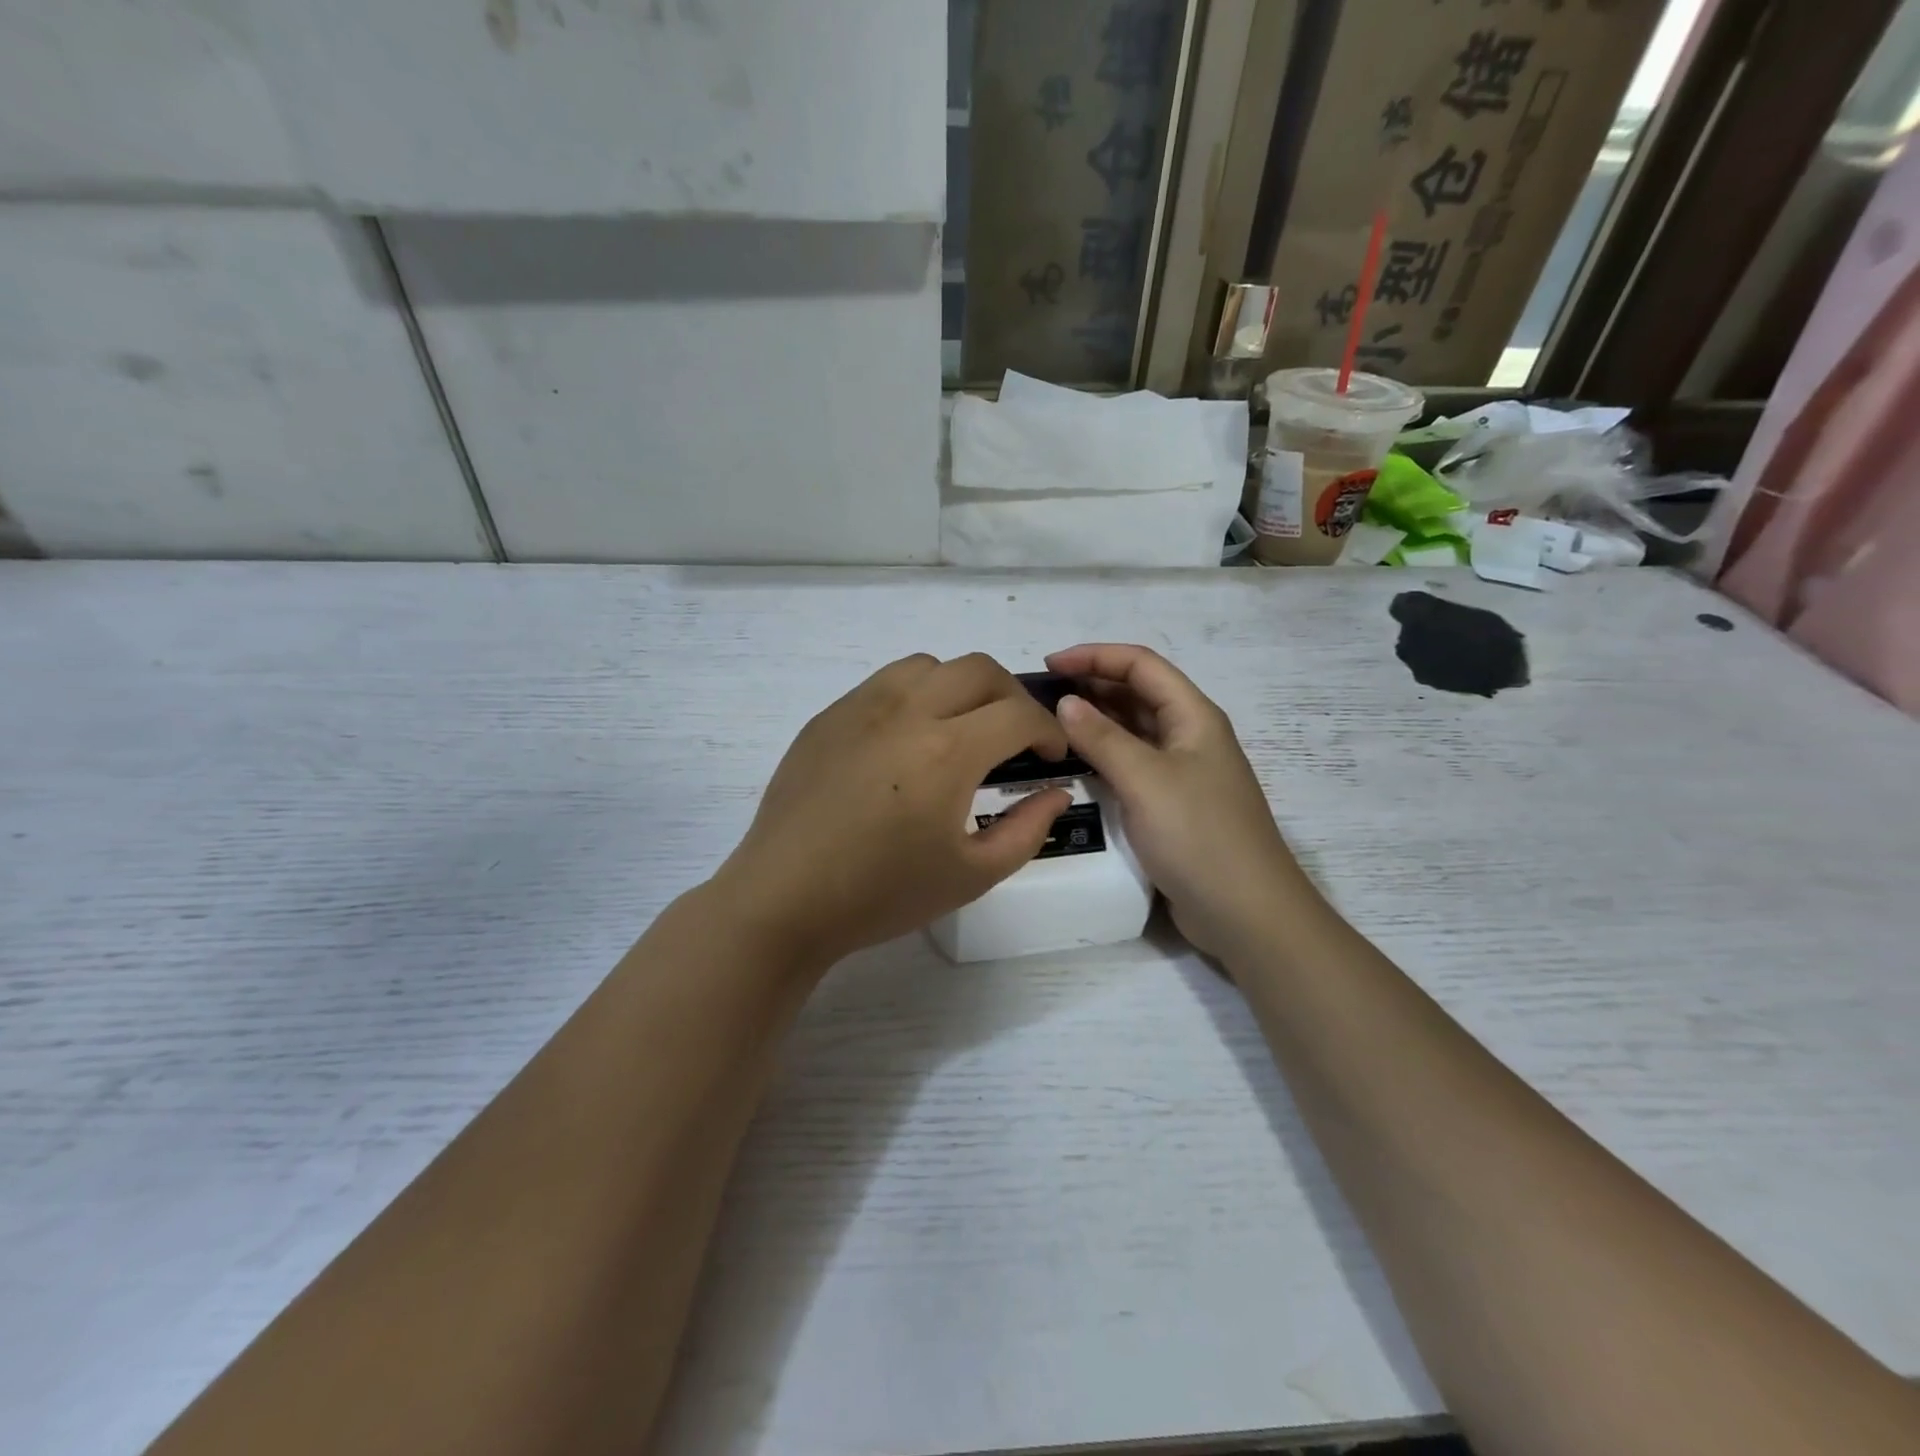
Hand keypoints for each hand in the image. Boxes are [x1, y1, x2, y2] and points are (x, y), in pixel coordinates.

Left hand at [719, 653, 1071, 970]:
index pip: (1018, 714)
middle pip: (979, 670)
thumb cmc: (881, 894)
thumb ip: (1027, 830)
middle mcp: (907, 711)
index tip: (1050, 756)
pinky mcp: (829, 716)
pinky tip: (907, 739)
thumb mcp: (971, 875)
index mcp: (947, 751)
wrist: (785, 898)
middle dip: (1013, 697)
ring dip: (961, 686)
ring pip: (929, 665)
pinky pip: (884, 682)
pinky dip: (915, 695)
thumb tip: (1055, 792)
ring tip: (961, 728)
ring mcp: (861, 707)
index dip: (1047, 731)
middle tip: (1015, 737)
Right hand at [1045, 643, 1314, 959]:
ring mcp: (1181, 773)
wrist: (1245, 912)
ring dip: (1095, 722)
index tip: (1049, 665)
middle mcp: (1189, 736)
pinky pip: (1132, 766)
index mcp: (1193, 716)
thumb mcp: (1145, 780)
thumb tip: (1065, 702)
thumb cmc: (1199, 835)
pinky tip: (1073, 766)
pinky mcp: (1171, 805)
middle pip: (1137, 694)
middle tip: (1041, 697)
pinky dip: (1102, 758)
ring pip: (1133, 731)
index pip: (1140, 665)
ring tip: (1048, 725)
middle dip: (1091, 686)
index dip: (1094, 656)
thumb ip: (1102, 738)